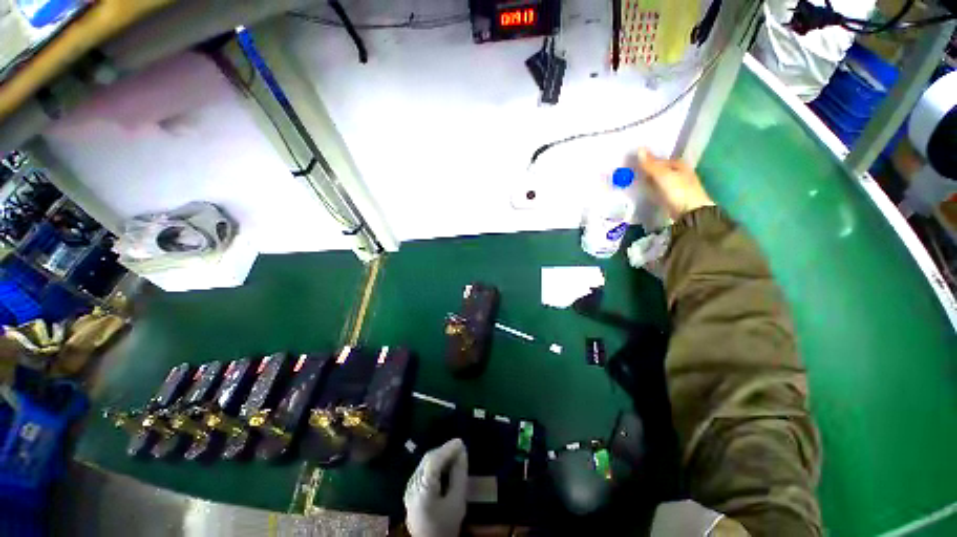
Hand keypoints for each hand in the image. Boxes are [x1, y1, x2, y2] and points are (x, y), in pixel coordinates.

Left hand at [404, 439, 468, 536]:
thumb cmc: (446, 525)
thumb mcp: (457, 502)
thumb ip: (459, 475)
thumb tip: (462, 452)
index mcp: (422, 490)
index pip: (433, 462)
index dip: (447, 449)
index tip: (460, 442)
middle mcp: (412, 486)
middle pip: (427, 460)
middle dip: (444, 451)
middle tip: (459, 447)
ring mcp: (409, 488)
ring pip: (424, 463)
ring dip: (440, 456)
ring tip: (454, 454)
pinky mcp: (411, 491)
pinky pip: (423, 470)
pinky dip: (435, 463)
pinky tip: (444, 465)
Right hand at [637, 148, 714, 219]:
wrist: (689, 212)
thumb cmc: (678, 190)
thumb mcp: (662, 175)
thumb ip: (650, 164)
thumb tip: (639, 148)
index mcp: (679, 164)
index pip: (659, 160)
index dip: (647, 161)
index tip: (633, 165)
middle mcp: (679, 173)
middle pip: (659, 170)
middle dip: (647, 171)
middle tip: (631, 173)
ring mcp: (676, 186)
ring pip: (658, 180)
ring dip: (648, 181)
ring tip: (634, 182)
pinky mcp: (672, 198)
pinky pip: (658, 190)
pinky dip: (650, 189)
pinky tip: (643, 191)